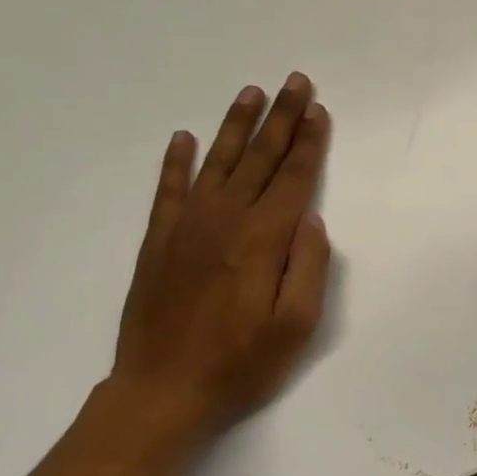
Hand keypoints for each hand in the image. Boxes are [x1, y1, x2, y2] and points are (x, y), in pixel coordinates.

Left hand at [109, 76, 332, 439]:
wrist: (160, 393)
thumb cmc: (240, 364)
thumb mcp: (296, 326)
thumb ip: (308, 266)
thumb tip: (309, 218)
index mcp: (261, 240)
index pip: (292, 178)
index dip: (309, 142)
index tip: (318, 110)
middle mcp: (224, 221)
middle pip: (259, 159)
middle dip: (281, 118)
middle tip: (295, 81)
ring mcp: (186, 228)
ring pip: (217, 163)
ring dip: (236, 126)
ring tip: (251, 92)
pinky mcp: (157, 242)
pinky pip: (168, 190)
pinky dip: (176, 161)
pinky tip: (185, 138)